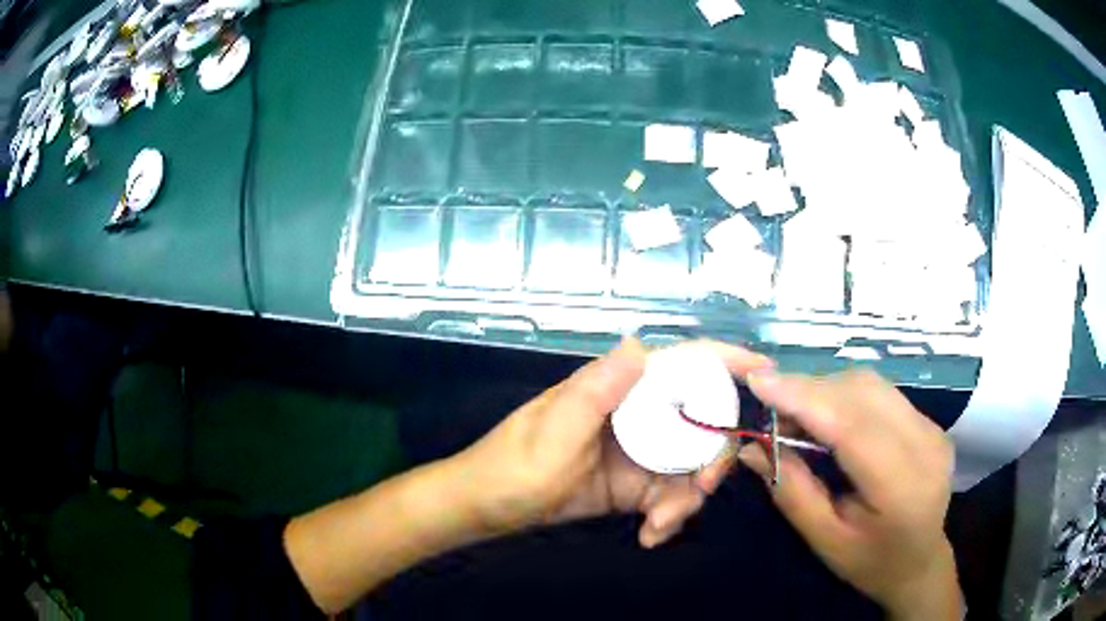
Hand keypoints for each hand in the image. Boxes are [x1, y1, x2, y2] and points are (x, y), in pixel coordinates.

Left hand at [449, 339, 773, 547]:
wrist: (490, 508)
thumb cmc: (514, 464)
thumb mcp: (554, 431)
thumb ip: (596, 392)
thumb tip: (639, 344)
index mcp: (619, 388)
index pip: (681, 363)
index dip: (726, 361)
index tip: (765, 372)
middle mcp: (637, 414)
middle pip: (700, 423)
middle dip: (711, 459)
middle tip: (700, 492)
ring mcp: (640, 451)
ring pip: (690, 467)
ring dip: (686, 499)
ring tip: (658, 525)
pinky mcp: (635, 485)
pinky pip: (670, 495)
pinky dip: (668, 517)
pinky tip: (650, 535)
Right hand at [738, 369, 960, 620]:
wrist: (919, 562)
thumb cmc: (868, 561)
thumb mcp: (824, 539)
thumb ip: (792, 491)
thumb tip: (752, 447)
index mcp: (900, 486)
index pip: (852, 425)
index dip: (805, 398)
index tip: (759, 380)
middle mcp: (924, 445)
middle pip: (862, 393)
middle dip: (810, 389)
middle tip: (770, 402)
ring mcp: (931, 428)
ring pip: (871, 385)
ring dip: (827, 388)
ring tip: (795, 410)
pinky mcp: (929, 421)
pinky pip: (881, 392)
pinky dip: (845, 395)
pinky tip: (828, 415)